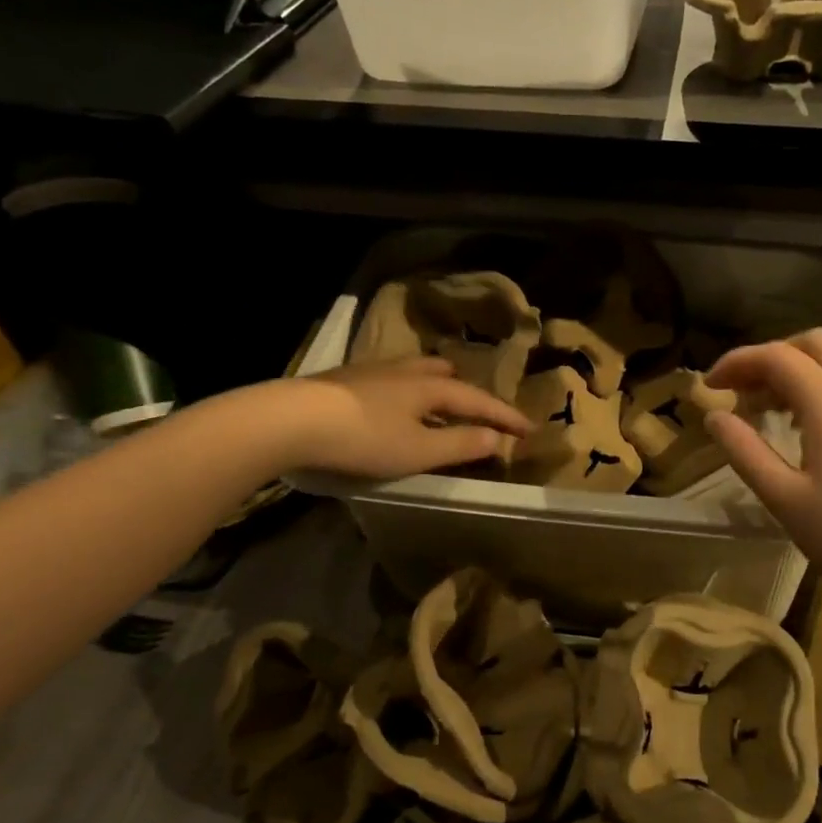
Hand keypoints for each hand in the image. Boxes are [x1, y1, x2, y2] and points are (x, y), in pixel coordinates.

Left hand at [275, 358, 531, 479]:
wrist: (291, 420)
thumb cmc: (364, 438)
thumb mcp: (419, 451)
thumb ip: (461, 444)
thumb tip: (497, 438)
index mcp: (429, 387)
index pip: (479, 400)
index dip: (506, 416)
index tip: (530, 429)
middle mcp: (405, 371)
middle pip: (445, 374)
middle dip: (467, 391)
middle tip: (479, 409)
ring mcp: (372, 372)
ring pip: (414, 371)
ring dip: (434, 386)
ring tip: (436, 402)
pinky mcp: (344, 380)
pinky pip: (390, 380)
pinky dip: (405, 392)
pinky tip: (390, 406)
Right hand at [704, 330, 821, 622]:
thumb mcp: (784, 500)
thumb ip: (745, 451)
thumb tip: (715, 416)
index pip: (779, 357)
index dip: (739, 361)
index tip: (713, 385)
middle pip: (819, 343)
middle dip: (775, 354)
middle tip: (748, 390)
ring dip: (809, 367)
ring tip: (781, 406)